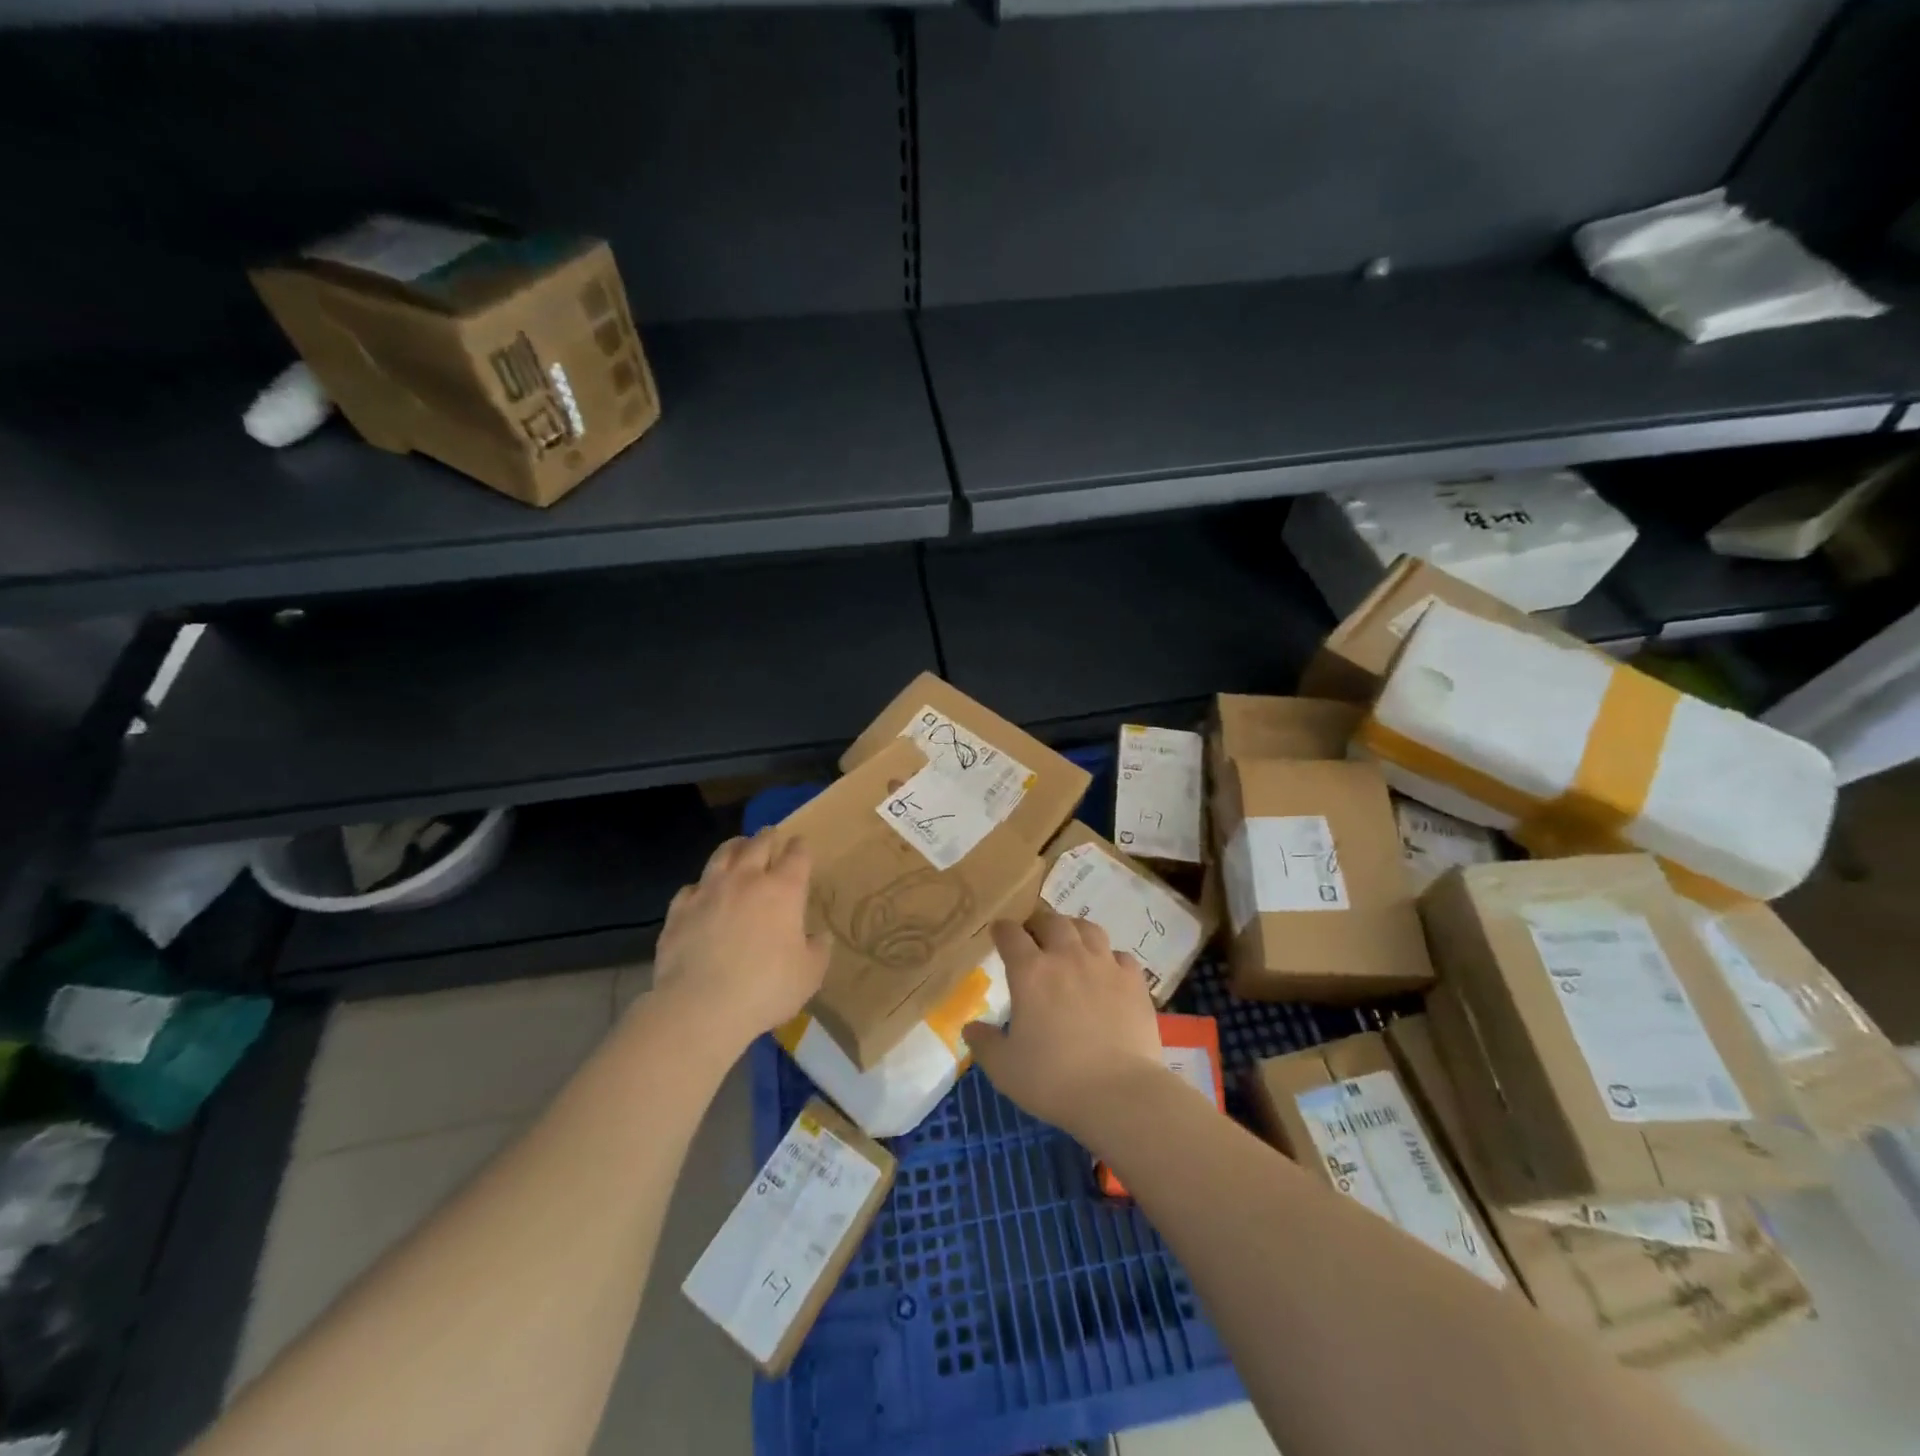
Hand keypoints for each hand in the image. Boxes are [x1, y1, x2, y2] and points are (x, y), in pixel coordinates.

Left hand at [650, 830, 829, 1054]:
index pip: (797, 855)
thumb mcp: (810, 974)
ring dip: (734, 847)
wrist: (701, 1006)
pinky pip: (691, 887)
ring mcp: (709, 891)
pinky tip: (701, 892)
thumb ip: (818, 949)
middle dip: (767, 837)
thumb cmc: (766, 988)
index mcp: (784, 890)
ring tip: (738, 846)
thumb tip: (819, 936)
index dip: (800, 847)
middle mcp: (746, 880)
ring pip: (722, 855)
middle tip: (771, 834)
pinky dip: (701, 885)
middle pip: (758, 844)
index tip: (801, 845)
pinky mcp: (679, 910)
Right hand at [961, 907, 1165, 1140]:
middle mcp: (1067, 957)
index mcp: (1030, 972)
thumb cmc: (1053, 1080)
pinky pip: (1120, 955)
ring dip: (1074, 929)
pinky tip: (1107, 970)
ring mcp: (1104, 965)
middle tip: (1033, 935)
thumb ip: (984, 1044)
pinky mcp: (1134, 981)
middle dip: (1038, 923)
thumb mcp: (1004, 1068)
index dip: (1002, 930)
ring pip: (1088, 928)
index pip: (1011, 934)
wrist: (1118, 1094)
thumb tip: (970, 1029)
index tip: (998, 932)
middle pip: (1051, 921)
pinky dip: (1109, 957)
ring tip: (1070, 941)